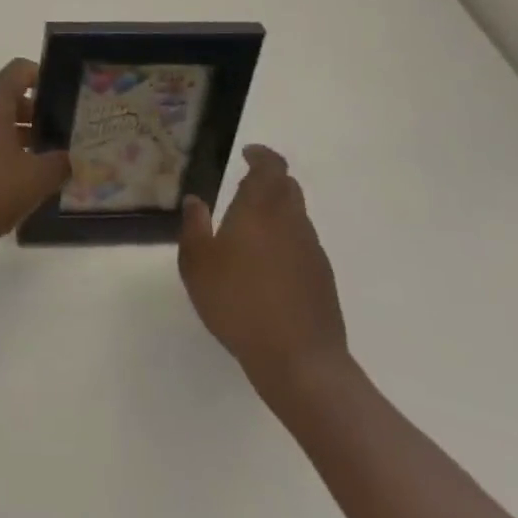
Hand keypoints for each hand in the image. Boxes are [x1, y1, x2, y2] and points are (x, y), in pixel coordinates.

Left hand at [0, 60, 70, 256]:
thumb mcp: (36, 179)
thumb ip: (60, 163)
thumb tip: (71, 157)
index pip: (19, 70)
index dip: (42, 76)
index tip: (61, 97)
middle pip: (6, 95)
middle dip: (34, 112)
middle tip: (58, 134)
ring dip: (16, 131)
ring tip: (41, 158)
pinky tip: (14, 176)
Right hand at [178, 146, 350, 409]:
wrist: (301, 363)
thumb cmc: (239, 303)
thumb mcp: (197, 265)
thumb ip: (194, 227)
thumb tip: (196, 201)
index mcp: (260, 209)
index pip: (271, 166)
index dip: (261, 156)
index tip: (247, 155)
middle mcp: (291, 221)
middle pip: (288, 187)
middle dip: (269, 182)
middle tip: (244, 190)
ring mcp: (312, 252)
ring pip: (297, 217)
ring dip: (278, 213)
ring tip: (252, 232)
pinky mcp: (324, 281)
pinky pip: (304, 246)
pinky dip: (287, 243)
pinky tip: (268, 268)